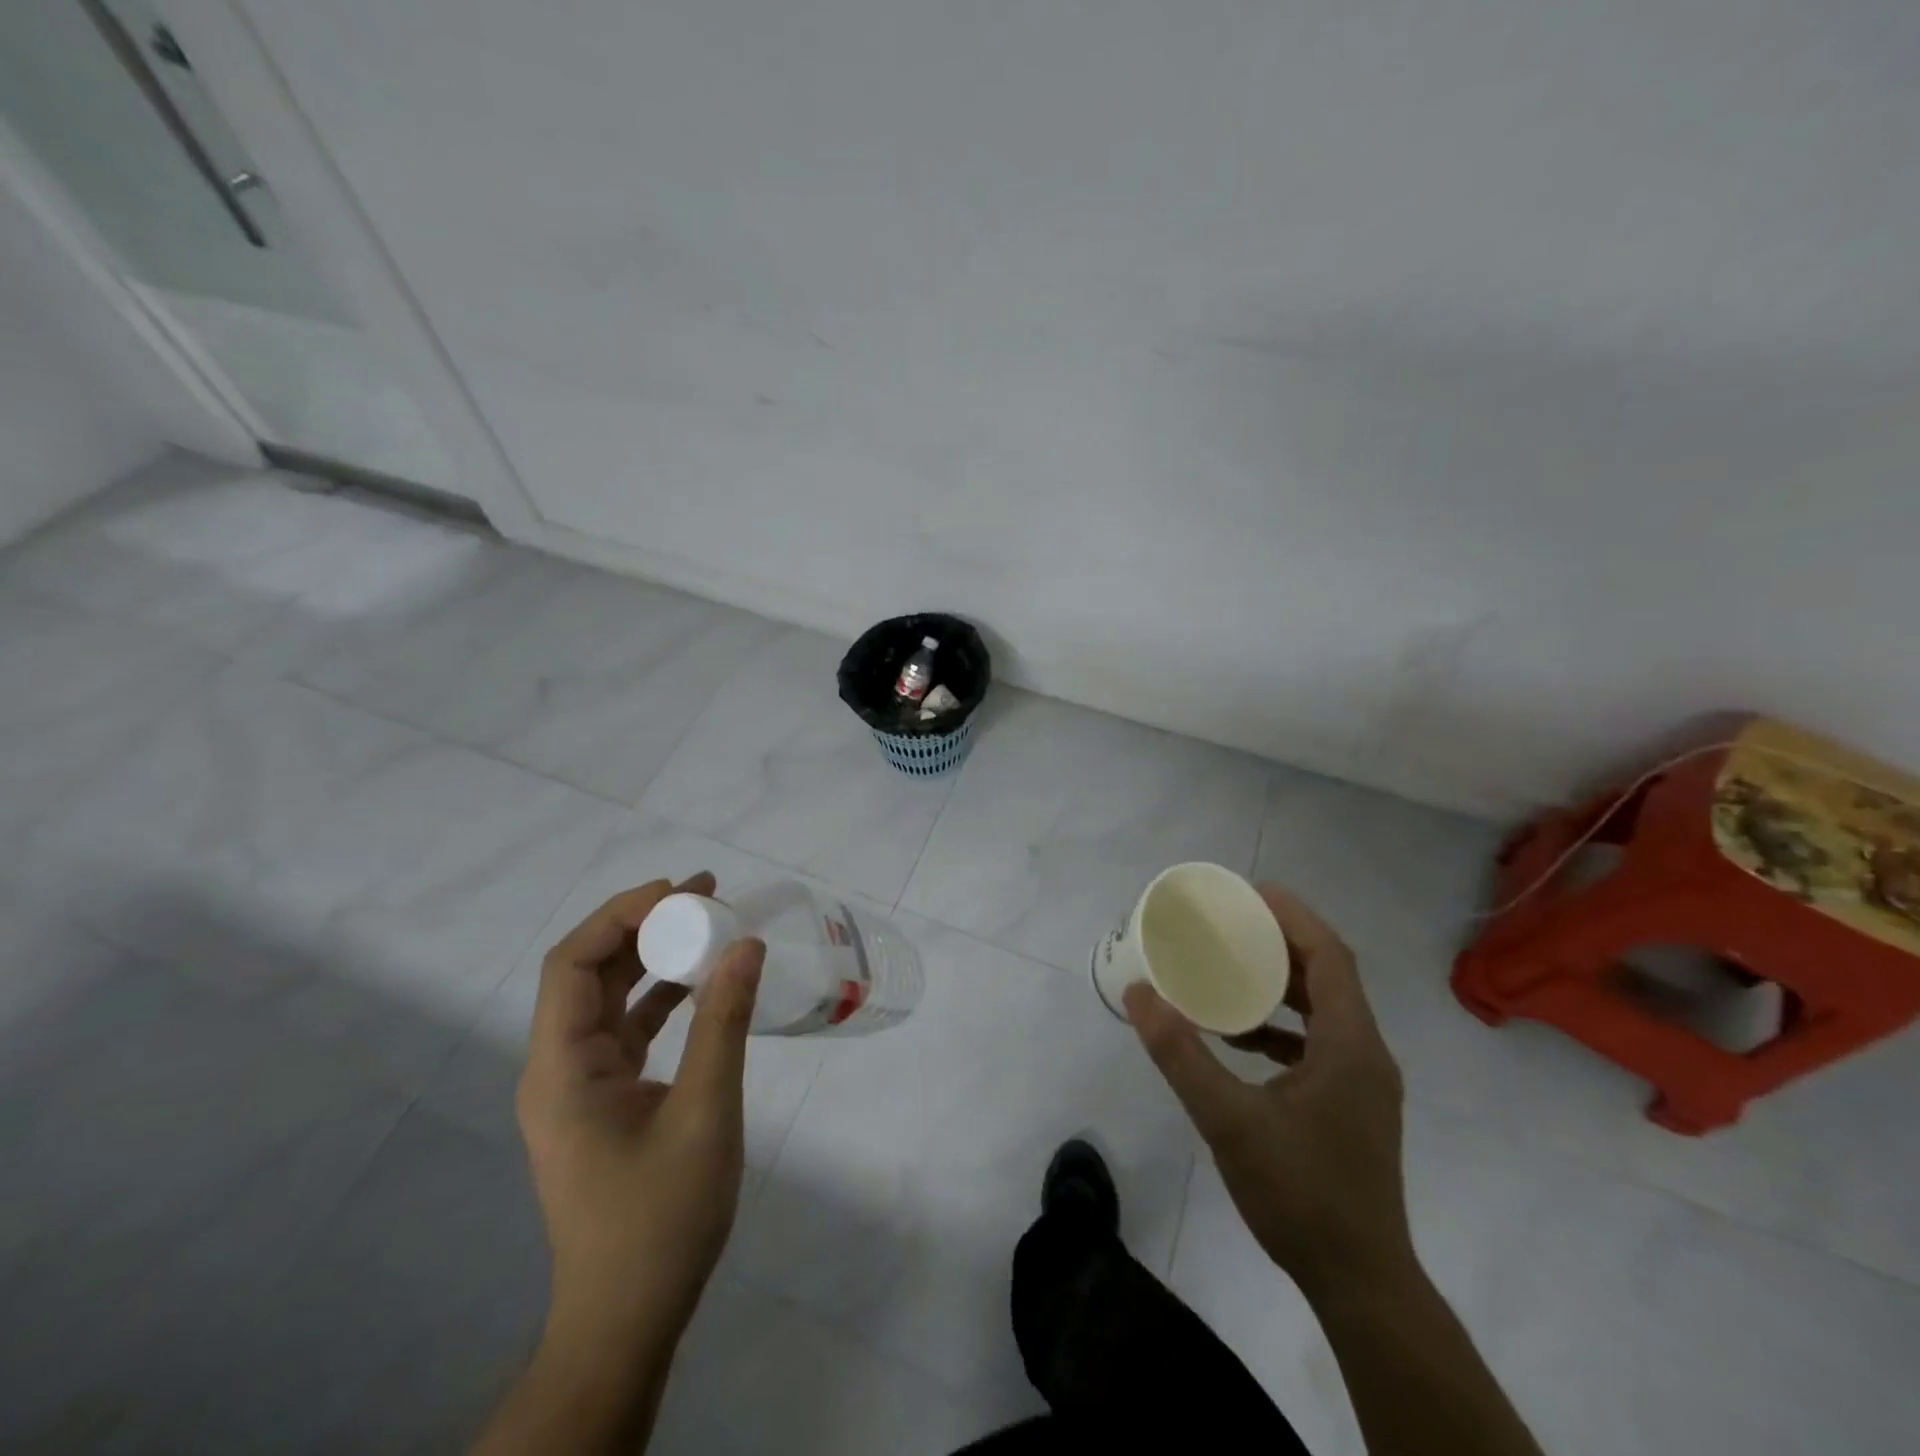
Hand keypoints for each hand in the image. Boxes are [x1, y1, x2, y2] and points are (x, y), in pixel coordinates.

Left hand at [516, 873, 764, 1349]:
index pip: (573, 964)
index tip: (681, 894)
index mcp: (562, 1068)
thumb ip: (724, 1023)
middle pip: (589, 973)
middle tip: (705, 896)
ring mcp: (580, 1085)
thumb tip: (745, 944)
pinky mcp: (605, 1100)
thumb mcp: (705, 1112)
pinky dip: (662, 997)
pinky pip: (628, 1029)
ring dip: (654, 958)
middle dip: (644, 927)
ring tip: (709, 925)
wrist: (628, 1318)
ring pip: (610, 999)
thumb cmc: (660, 1219)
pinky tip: (703, 981)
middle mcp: (559, 1067)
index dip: (621, 916)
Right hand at [1125, 884, 1414, 1301]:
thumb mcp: (1228, 1120)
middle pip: (1329, 976)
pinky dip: (1283, 1026)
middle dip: (1283, 942)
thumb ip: (1181, 1055)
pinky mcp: (1353, 1106)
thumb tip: (1139, 994)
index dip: (1294, 917)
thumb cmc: (1299, 1194)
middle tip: (1233, 922)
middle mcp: (1366, 1053)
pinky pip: (1319, 1042)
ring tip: (1231, 969)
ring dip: (1282, 983)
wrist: (1360, 1283)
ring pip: (1325, 1010)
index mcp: (1350, 1045)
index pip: (1330, 957)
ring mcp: (1363, 1083)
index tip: (1251, 892)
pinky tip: (1241, 1037)